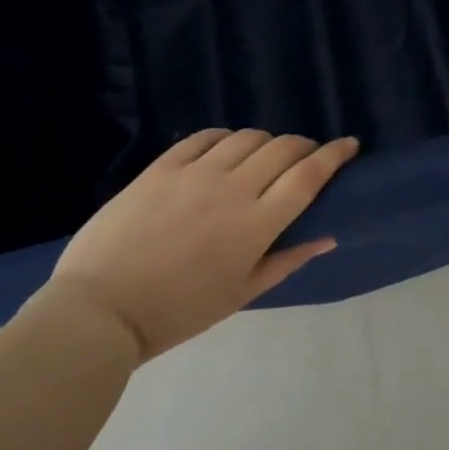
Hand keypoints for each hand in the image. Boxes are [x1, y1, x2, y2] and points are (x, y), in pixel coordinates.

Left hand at [37, 129, 357, 361]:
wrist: (98, 312)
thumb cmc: (177, 313)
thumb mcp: (240, 294)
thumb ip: (287, 260)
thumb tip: (328, 235)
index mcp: (257, 224)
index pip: (309, 175)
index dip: (335, 154)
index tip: (350, 144)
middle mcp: (233, 188)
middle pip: (284, 148)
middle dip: (304, 146)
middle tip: (306, 157)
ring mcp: (196, 173)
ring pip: (248, 137)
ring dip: (266, 142)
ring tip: (263, 157)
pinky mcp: (163, 167)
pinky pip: (204, 137)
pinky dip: (225, 137)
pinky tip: (226, 148)